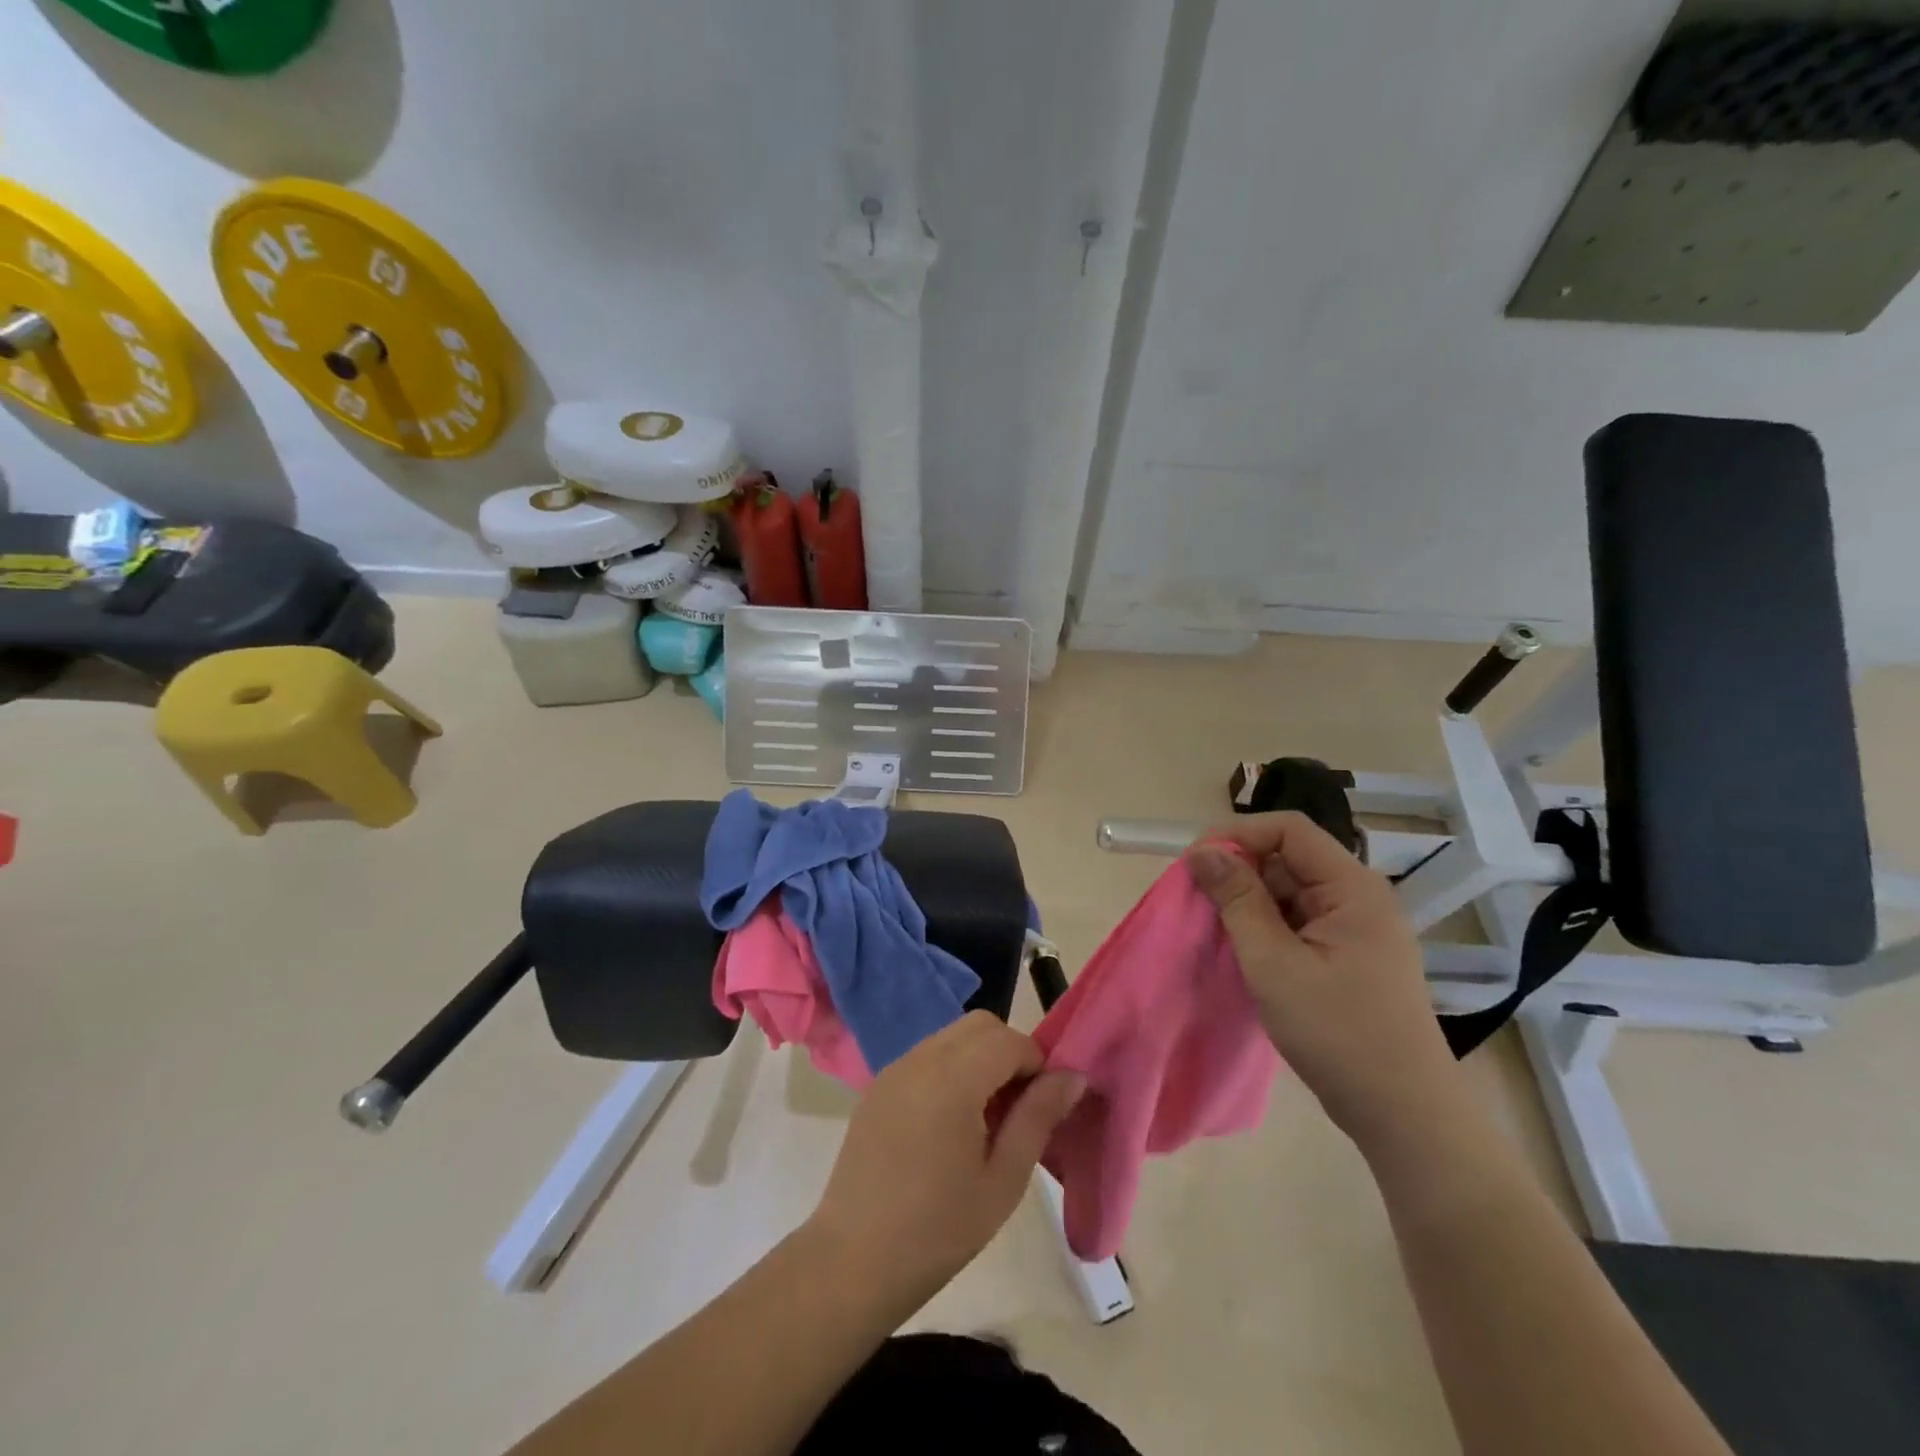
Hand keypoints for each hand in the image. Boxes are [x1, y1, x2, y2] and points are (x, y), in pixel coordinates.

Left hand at [806, 1011, 1084, 1306]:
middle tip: (1018, 1109)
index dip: (1036, 1063)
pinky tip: (951, 1124)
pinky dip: (952, 1069)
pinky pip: (927, 1056)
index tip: (1045, 1106)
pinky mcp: (879, 1086)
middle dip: (1010, 1052)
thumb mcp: (1003, 1180)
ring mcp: (894, 1069)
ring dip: (980, 1059)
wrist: (851, 1263)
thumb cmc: (937, 1231)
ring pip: (952, 1037)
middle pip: (979, 1025)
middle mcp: (920, 1058)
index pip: (1009, 1039)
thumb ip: (1039, 1117)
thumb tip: (1073, 1075)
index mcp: (952, 1078)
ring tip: (986, 1120)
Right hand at [1184, 812, 1468, 1153]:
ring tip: (1215, 930)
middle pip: (1288, 858)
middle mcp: (1358, 897)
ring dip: (1249, 902)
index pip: (1289, 830)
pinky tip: (1243, 951)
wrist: (1403, 1114)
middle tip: (1198, 902)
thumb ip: (1237, 900)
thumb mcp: (1273, 963)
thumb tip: (1201, 851)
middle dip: (1239, 871)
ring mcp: (1356, 927)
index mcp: (1352, 888)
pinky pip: (1298, 920)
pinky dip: (1266, 927)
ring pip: (1289, 890)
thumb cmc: (1337, 1033)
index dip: (1237, 835)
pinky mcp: (1349, 954)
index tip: (1196, 864)